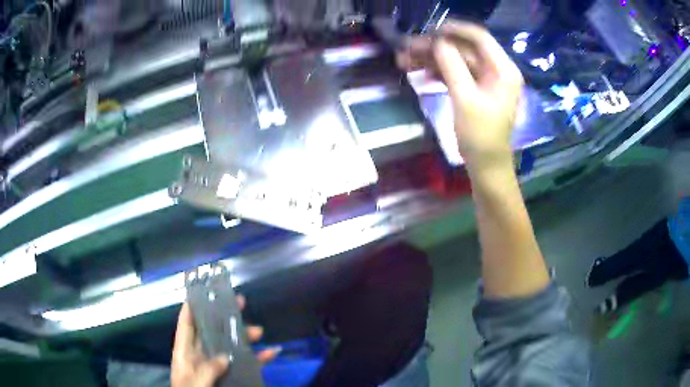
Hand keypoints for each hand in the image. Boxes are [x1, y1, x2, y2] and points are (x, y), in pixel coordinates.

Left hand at [171, 296, 279, 386]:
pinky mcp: (230, 375)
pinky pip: (245, 364)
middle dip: (225, 317)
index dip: (192, 306)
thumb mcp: (195, 382)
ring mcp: (216, 365)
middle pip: (212, 330)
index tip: (203, 291)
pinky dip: (258, 359)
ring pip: (230, 345)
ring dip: (244, 337)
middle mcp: (200, 355)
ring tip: (259, 331)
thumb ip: (208, 369)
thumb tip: (224, 356)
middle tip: (240, 302)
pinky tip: (271, 353)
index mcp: (185, 352)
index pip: (187, 324)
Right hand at [397, 21, 523, 172]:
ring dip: (431, 59)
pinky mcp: (475, 90)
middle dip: (435, 47)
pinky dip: (438, 72)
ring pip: (456, 60)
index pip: (479, 38)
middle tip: (406, 48)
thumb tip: (437, 42)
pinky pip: (455, 73)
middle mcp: (496, 70)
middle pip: (463, 49)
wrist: (485, 165)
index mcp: (503, 70)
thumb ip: (452, 65)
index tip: (428, 30)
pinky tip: (419, 73)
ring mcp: (485, 80)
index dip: (454, 30)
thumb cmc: (480, 135)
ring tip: (403, 61)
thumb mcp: (465, 98)